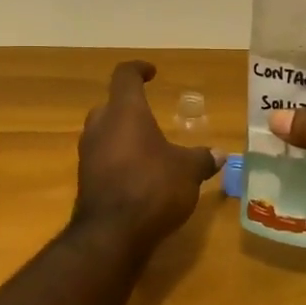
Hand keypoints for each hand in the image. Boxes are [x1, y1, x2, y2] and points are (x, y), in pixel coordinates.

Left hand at [74, 61, 221, 245]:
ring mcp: (88, 154)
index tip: (152, 72)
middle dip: (129, 107)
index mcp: (125, 111)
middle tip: (150, 116)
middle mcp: (100, 126)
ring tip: (148, 148)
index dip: (138, 69)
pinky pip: (102, 158)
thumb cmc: (153, 187)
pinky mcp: (85, 180)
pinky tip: (138, 175)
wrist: (111, 235)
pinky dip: (118, 159)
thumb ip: (202, 158)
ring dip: (122, 135)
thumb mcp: (188, 171)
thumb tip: (220, 154)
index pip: (125, 76)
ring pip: (104, 132)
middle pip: (111, 105)